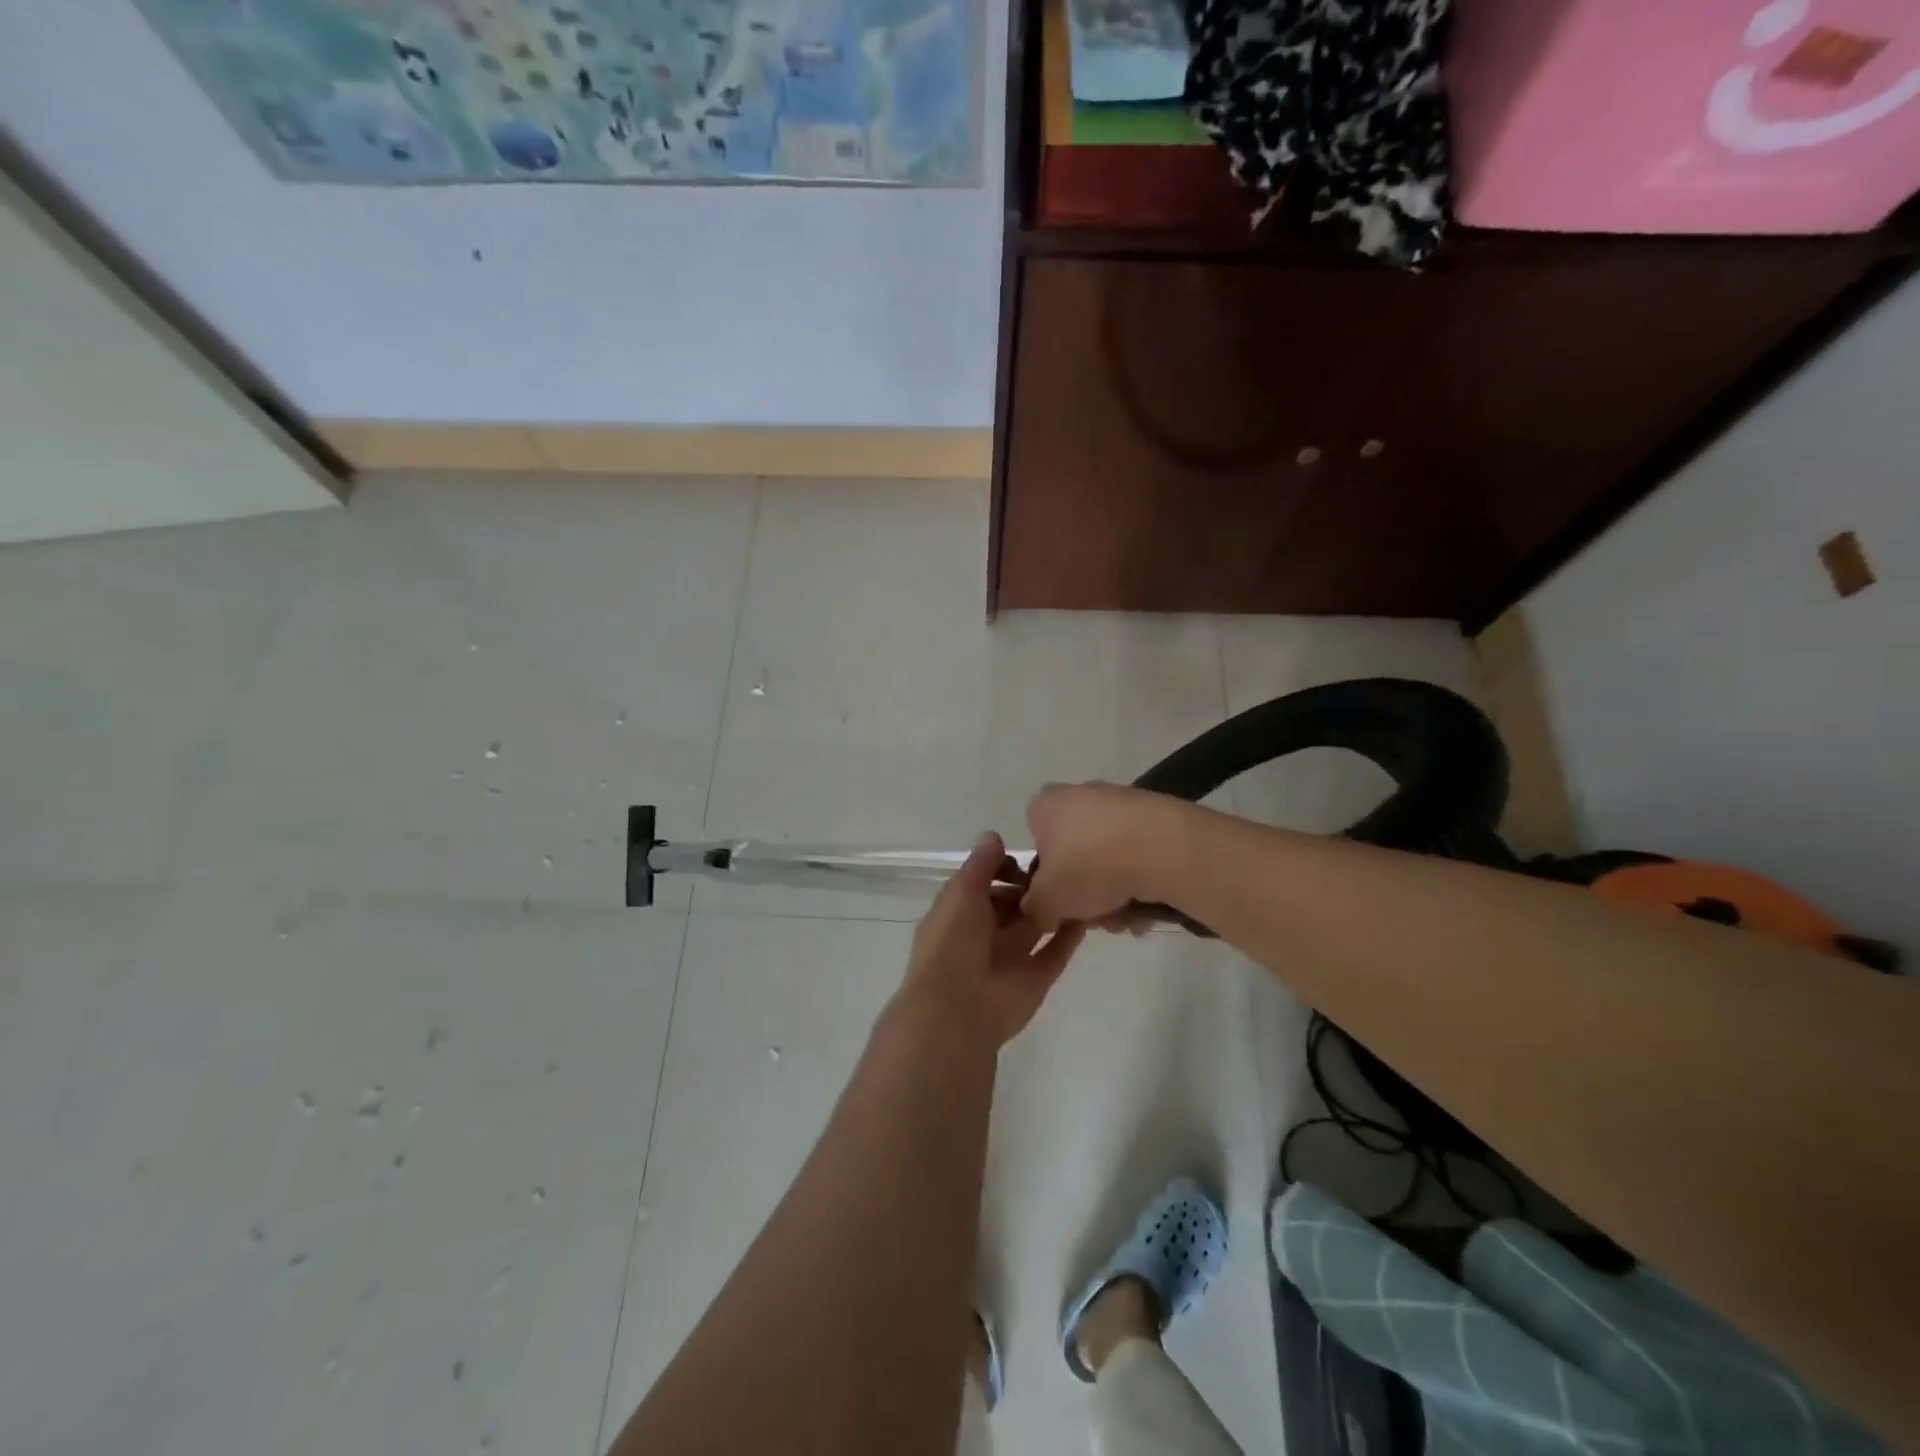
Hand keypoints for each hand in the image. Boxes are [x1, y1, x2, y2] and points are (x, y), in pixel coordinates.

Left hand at [893, 832, 1085, 1047]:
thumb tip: (993, 836)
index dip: (1002, 869)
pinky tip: (1089, 912)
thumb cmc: (953, 943)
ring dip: (1053, 906)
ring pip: (1036, 925)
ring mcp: (1012, 956)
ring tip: (1082, 882)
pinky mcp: (1036, 977)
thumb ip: (980, 865)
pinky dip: (1071, 934)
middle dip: (1031, 886)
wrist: (958, 1009)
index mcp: (960, 912)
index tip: (1022, 863)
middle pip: (1013, 903)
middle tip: (1059, 868)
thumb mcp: (961, 893)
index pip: (984, 883)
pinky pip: (1056, 951)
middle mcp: (985, 933)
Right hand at [1023, 782, 1187, 932]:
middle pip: (1074, 855)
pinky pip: (1136, 854)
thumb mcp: (1047, 901)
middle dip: (1085, 892)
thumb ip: (1034, 910)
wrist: (1163, 847)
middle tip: (1096, 918)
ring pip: (1106, 858)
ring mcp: (1118, 802)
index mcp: (1045, 805)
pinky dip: (1138, 879)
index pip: (1036, 843)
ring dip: (1113, 893)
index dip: (1045, 879)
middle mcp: (1078, 795)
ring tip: (1127, 919)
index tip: (1060, 904)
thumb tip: (1040, 913)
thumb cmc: (1089, 867)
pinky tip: (1148, 906)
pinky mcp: (1153, 814)